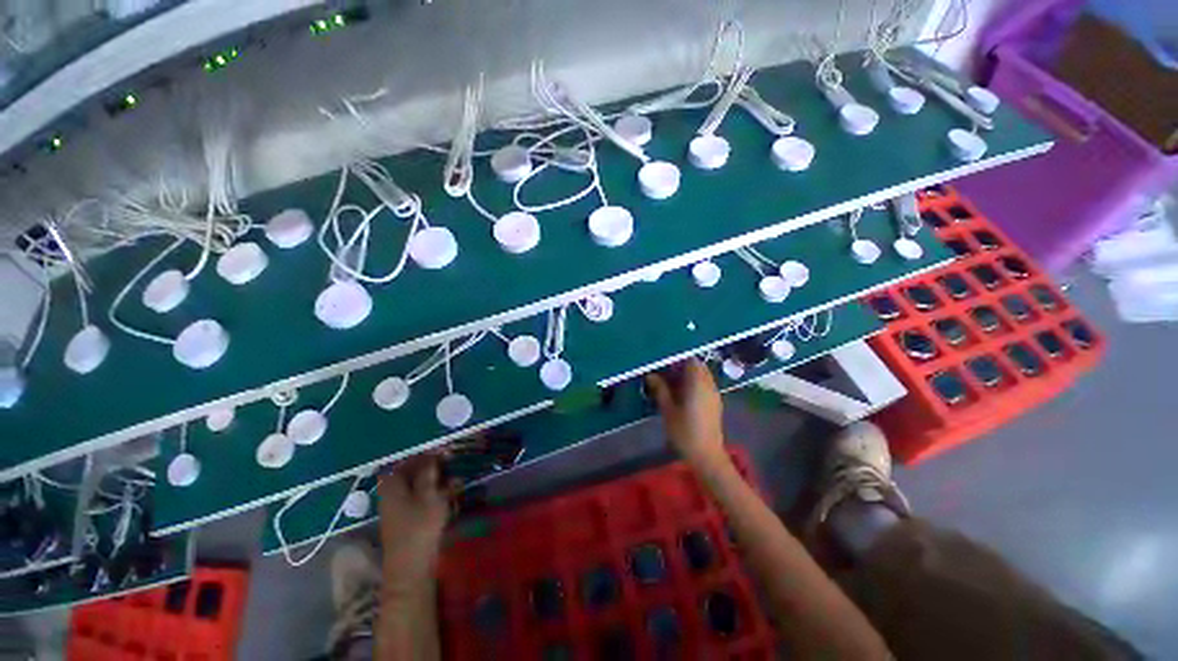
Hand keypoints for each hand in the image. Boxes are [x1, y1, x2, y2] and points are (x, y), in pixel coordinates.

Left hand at [378, 455, 451, 578]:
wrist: (411, 568)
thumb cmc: (419, 527)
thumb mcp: (429, 495)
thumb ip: (429, 473)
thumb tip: (432, 454)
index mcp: (393, 486)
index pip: (406, 462)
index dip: (424, 455)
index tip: (444, 452)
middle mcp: (393, 495)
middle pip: (411, 474)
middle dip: (432, 468)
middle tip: (452, 464)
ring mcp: (399, 509)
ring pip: (418, 487)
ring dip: (436, 481)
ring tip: (456, 479)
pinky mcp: (408, 521)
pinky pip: (422, 499)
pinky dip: (435, 494)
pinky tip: (451, 495)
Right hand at [645, 359, 726, 468]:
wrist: (707, 456)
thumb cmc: (685, 432)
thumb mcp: (668, 410)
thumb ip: (660, 390)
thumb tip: (651, 375)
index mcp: (697, 383)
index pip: (691, 359)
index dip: (677, 358)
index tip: (664, 362)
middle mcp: (708, 384)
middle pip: (698, 366)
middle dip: (682, 365)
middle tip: (665, 372)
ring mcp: (714, 394)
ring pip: (702, 375)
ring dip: (688, 375)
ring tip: (671, 382)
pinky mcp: (715, 403)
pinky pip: (705, 384)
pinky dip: (694, 383)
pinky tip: (682, 393)